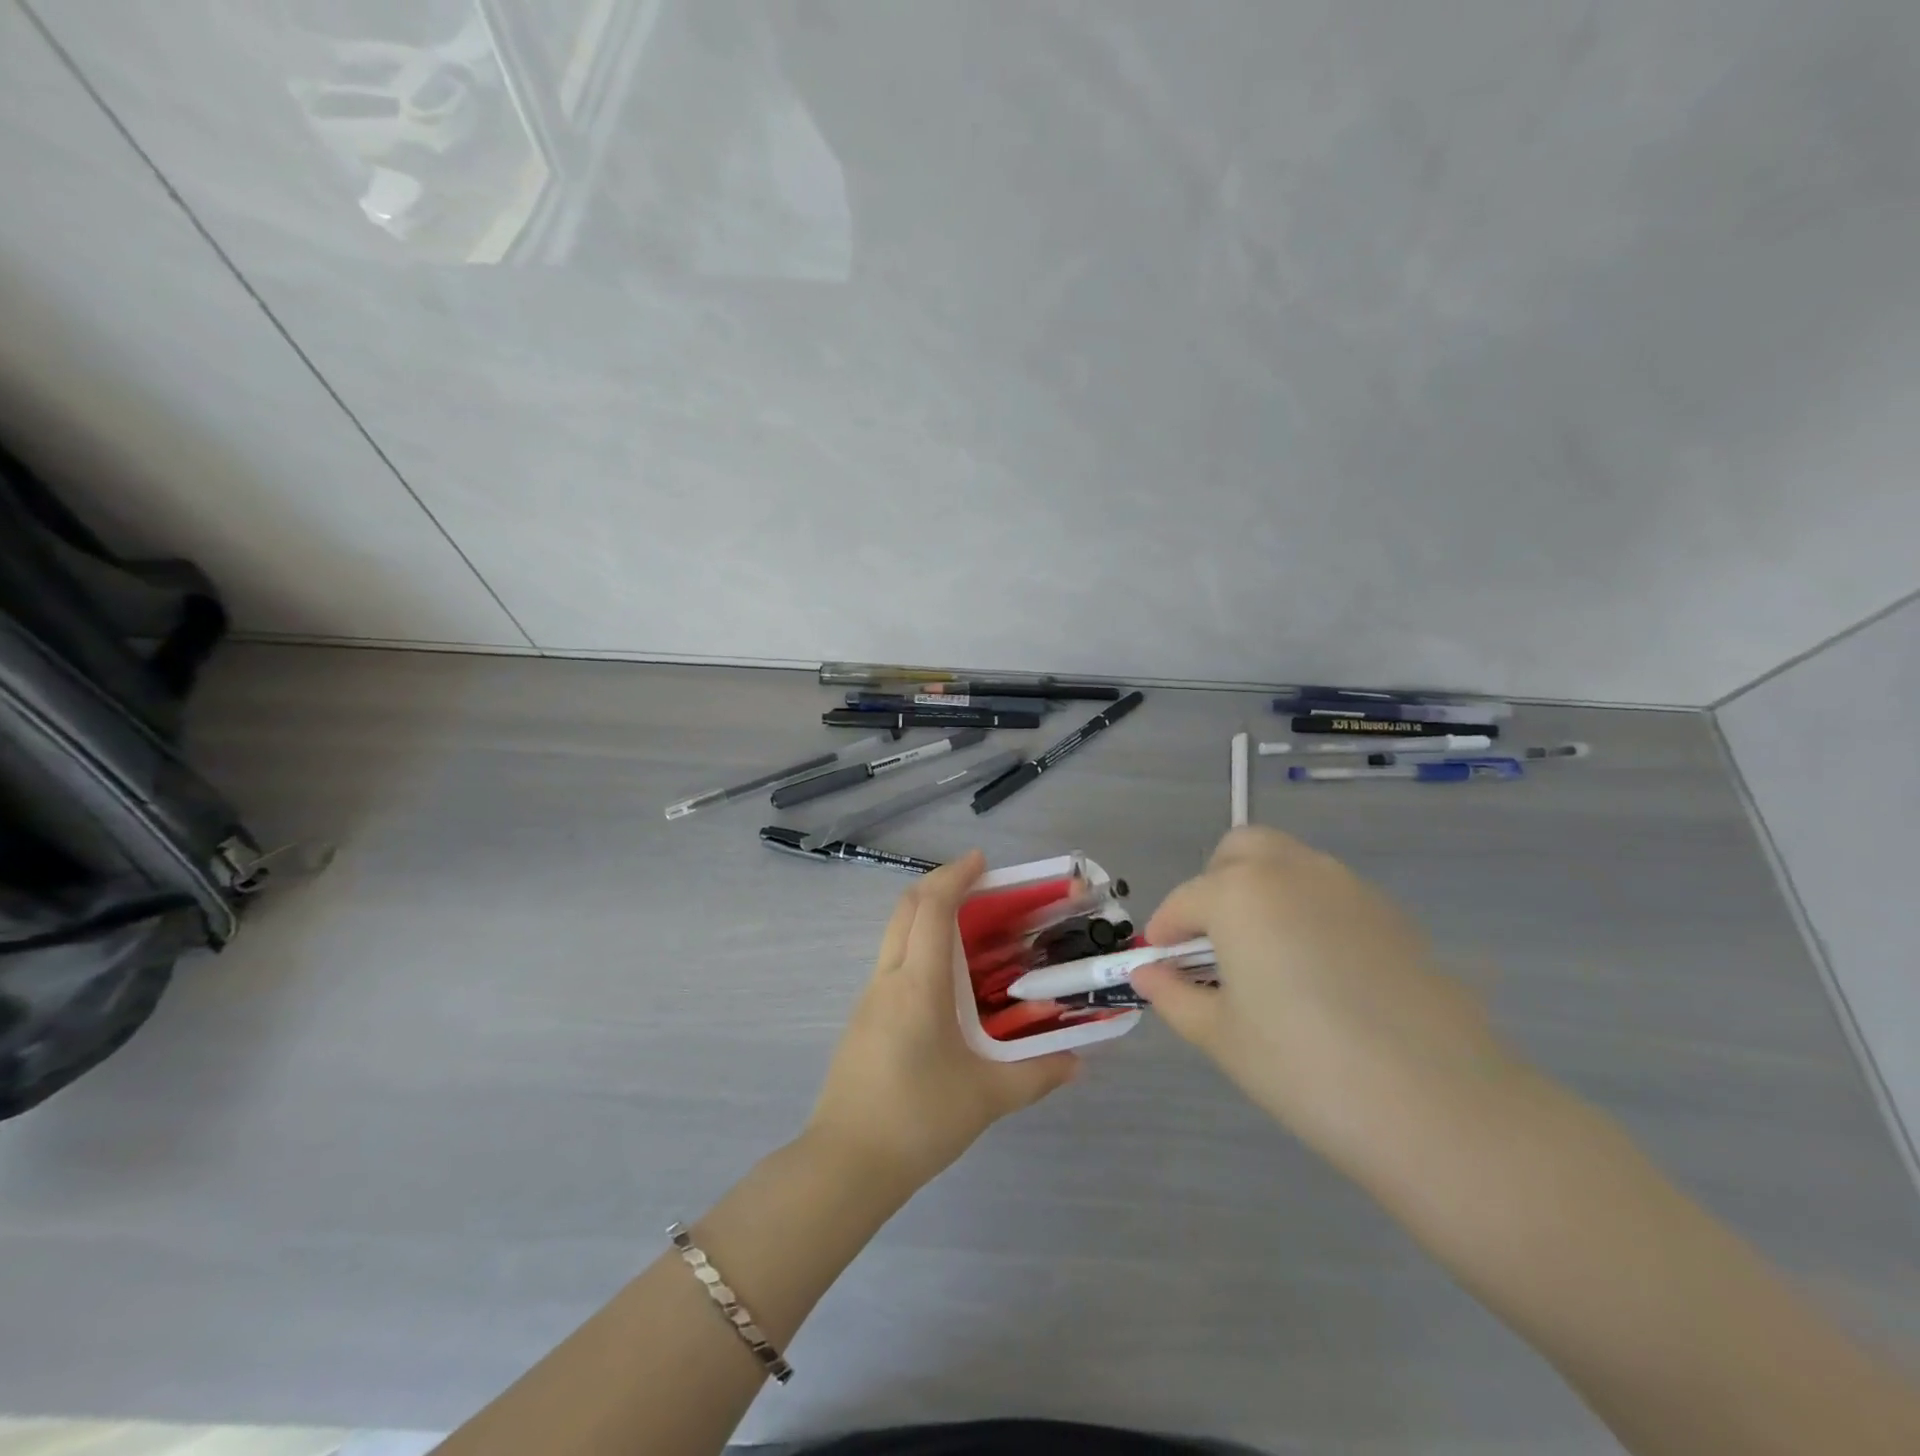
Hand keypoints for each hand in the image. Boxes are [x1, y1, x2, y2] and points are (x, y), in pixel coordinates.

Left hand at [807, 851, 1079, 1192]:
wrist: (846, 1163)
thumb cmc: (918, 1118)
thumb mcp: (987, 1097)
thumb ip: (1038, 1074)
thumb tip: (1079, 1061)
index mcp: (919, 983)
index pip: (933, 908)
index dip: (956, 876)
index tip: (982, 861)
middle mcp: (890, 978)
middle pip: (906, 908)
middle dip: (940, 884)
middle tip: (978, 884)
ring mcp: (870, 997)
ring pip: (895, 934)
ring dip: (926, 915)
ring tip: (968, 929)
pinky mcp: (863, 1019)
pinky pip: (892, 962)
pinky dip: (917, 946)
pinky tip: (944, 981)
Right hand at [1132, 827, 1516, 1164]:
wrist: (1440, 1106)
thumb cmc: (1305, 1068)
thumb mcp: (1221, 1037)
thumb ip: (1173, 995)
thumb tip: (1147, 974)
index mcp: (1239, 892)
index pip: (1184, 902)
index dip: (1165, 934)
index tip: (1161, 968)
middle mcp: (1291, 871)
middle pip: (1238, 851)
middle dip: (1213, 886)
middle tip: (1213, 943)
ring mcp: (1348, 887)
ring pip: (1288, 864)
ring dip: (1261, 891)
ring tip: (1264, 957)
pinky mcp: (1391, 914)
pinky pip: (1329, 892)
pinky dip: (1306, 909)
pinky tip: (1317, 972)